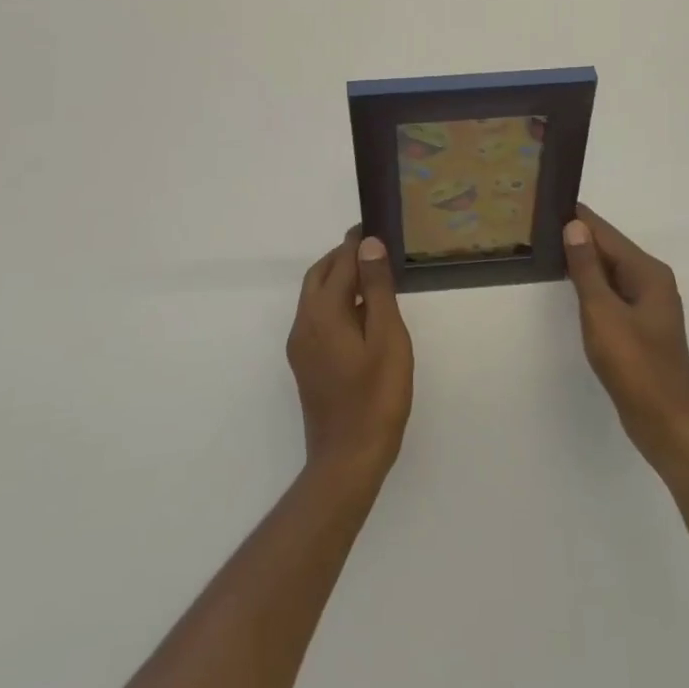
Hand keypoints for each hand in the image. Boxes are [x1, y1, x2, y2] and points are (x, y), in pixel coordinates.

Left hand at [286, 232, 413, 482]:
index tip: (374, 227)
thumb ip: (376, 288)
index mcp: (323, 313)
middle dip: (343, 257)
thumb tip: (368, 245)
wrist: (347, 460)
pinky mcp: (305, 364)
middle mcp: (304, 324)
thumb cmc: (376, 397)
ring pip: (315, 296)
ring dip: (338, 279)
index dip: (357, 243)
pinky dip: (335, 302)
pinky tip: (361, 315)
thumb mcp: (387, 337)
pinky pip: (317, 317)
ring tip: (372, 278)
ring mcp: (301, 346)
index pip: (339, 262)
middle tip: (374, 250)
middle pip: (319, 275)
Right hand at [563, 206, 688, 474]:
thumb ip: (587, 268)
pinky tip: (568, 285)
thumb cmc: (635, 366)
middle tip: (536, 225)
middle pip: (609, 249)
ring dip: (582, 261)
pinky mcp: (640, 325)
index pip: (606, 233)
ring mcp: (647, 304)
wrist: (667, 424)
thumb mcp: (603, 313)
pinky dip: (590, 284)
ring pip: (609, 271)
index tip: (545, 202)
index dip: (577, 218)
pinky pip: (611, 292)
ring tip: (545, 248)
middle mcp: (651, 281)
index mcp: (648, 272)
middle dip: (577, 237)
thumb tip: (574, 226)